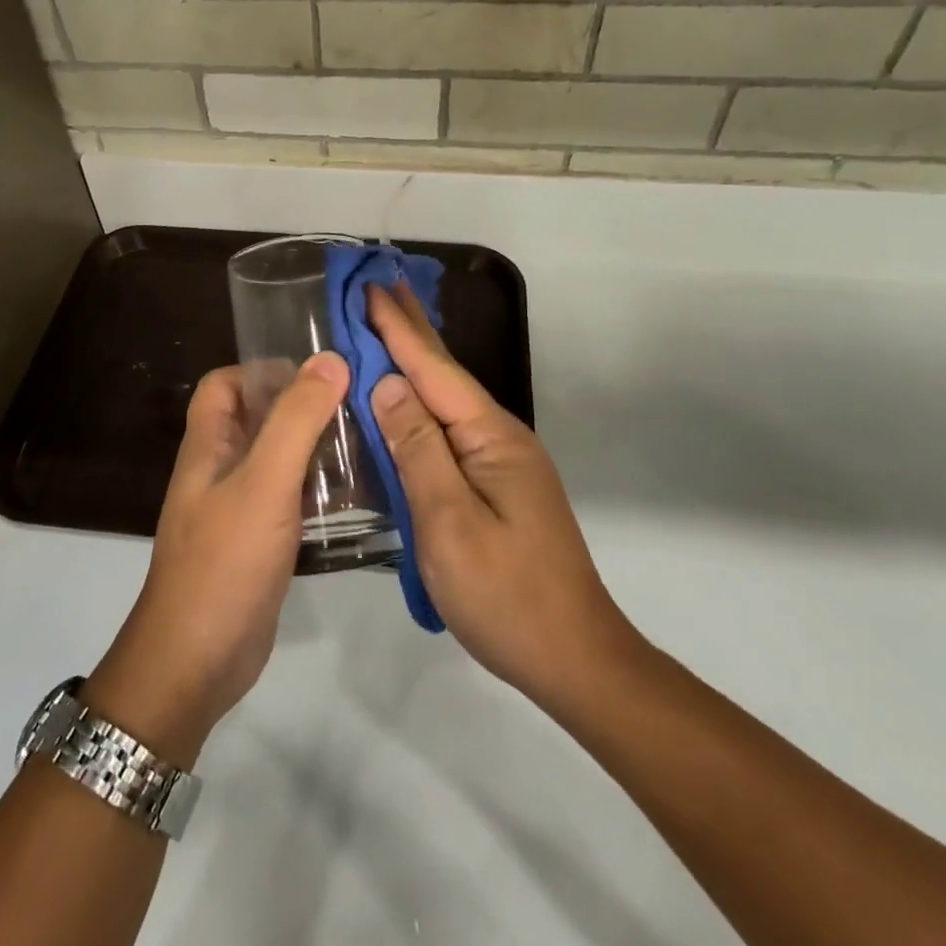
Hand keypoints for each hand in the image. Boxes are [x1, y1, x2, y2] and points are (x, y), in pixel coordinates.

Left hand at [84, 355, 348, 764]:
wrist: (195, 662)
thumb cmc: (225, 561)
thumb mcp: (265, 482)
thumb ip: (296, 420)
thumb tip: (330, 360)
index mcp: (208, 445)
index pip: (224, 383)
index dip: (262, 370)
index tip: (316, 377)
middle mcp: (219, 469)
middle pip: (256, 418)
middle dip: (301, 406)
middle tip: (357, 406)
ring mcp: (237, 508)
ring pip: (276, 459)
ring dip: (314, 447)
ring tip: (367, 442)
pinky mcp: (257, 542)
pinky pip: (288, 499)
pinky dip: (316, 488)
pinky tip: (356, 494)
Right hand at [366, 283, 640, 714]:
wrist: (574, 659)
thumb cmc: (506, 594)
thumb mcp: (449, 522)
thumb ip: (417, 449)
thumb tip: (388, 384)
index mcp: (490, 437)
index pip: (433, 370)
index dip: (398, 328)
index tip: (370, 287)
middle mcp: (498, 437)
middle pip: (445, 373)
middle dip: (410, 330)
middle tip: (380, 286)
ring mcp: (501, 461)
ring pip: (447, 400)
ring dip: (415, 361)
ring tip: (387, 327)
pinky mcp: (496, 484)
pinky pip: (449, 430)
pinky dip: (422, 403)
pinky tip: (408, 398)